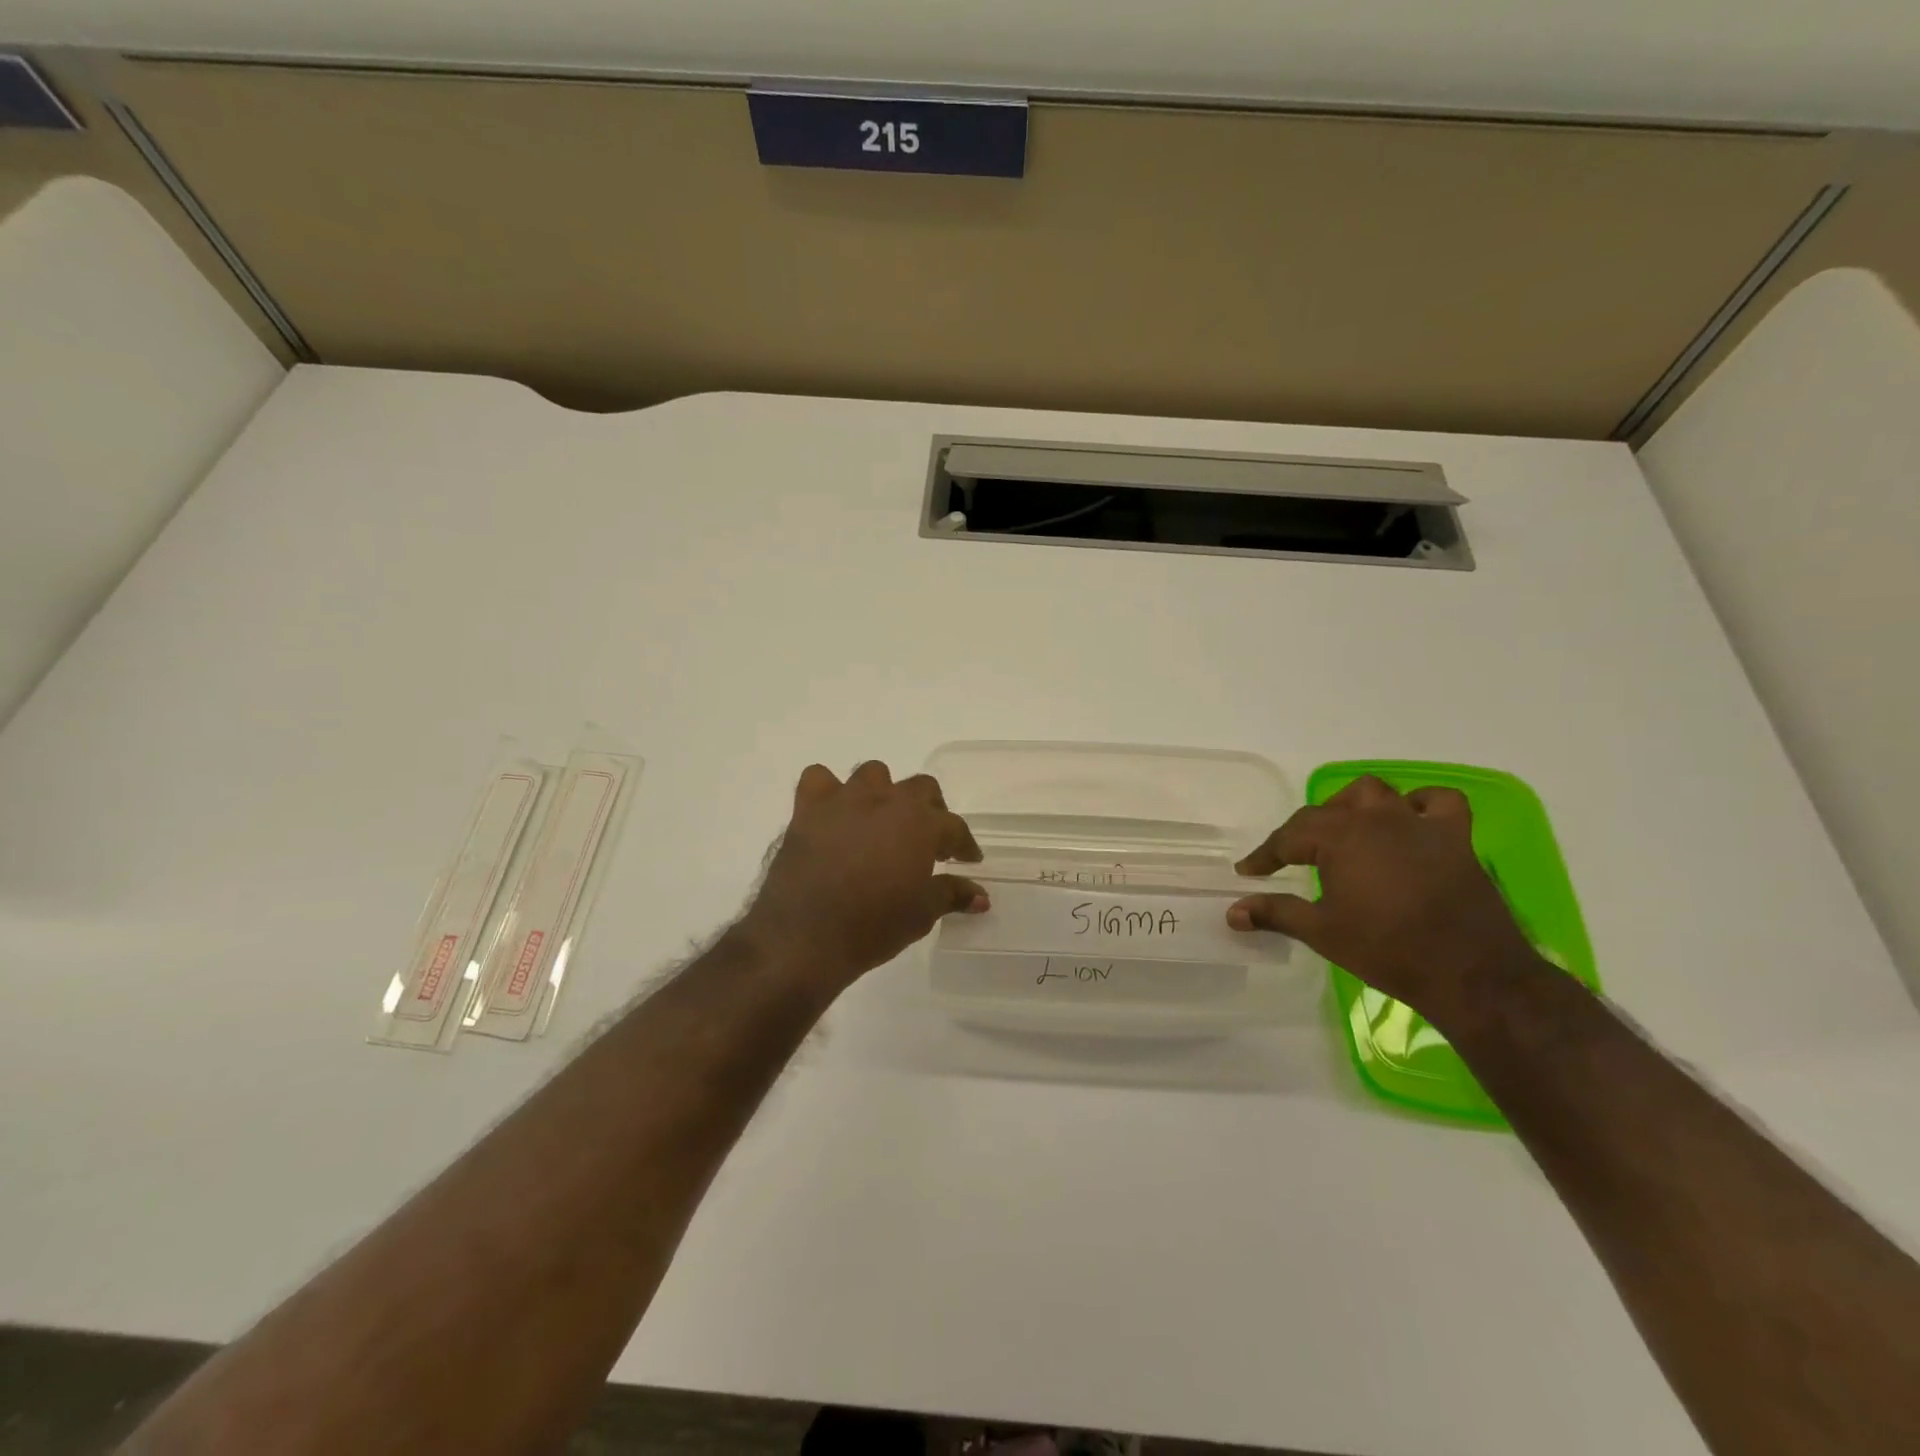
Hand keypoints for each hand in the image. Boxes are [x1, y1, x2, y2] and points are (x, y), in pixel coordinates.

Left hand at [742, 761, 987, 986]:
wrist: (805, 938)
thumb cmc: (872, 927)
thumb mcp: (921, 914)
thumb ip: (952, 895)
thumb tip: (981, 897)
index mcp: (920, 824)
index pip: (954, 826)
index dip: (964, 844)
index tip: (967, 860)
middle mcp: (886, 801)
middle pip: (921, 788)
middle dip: (930, 810)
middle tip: (928, 840)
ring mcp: (845, 800)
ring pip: (873, 774)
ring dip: (883, 793)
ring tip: (882, 821)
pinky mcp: (808, 809)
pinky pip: (819, 779)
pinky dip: (828, 791)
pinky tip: (833, 814)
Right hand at [1226, 775, 1539, 1024]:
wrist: (1470, 973)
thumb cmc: (1387, 950)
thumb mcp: (1322, 933)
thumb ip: (1275, 914)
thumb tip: (1232, 912)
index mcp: (1340, 838)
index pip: (1288, 837)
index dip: (1265, 855)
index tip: (1249, 872)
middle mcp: (1375, 820)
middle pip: (1326, 811)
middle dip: (1303, 831)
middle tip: (1293, 859)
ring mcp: (1418, 824)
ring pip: (1374, 793)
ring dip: (1352, 806)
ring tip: (1343, 830)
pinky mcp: (1454, 838)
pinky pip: (1438, 802)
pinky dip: (1419, 804)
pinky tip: (1408, 822)